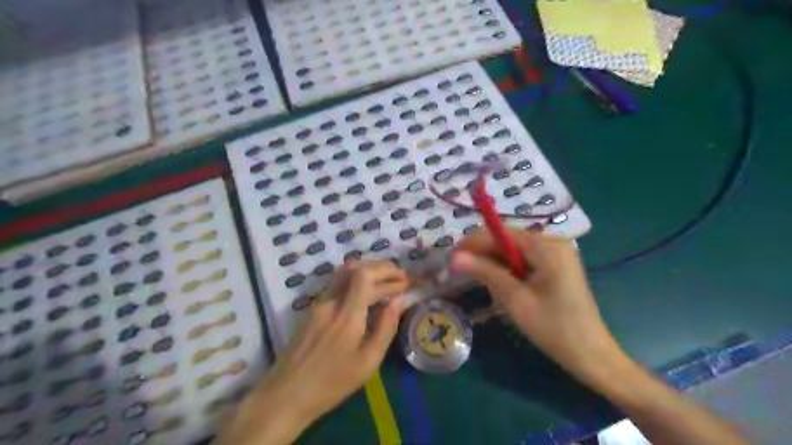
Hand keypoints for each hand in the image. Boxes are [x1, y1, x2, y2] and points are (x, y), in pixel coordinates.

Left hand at [213, 261, 407, 443]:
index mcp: (347, 315)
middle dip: (381, 268)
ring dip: (368, 271)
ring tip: (386, 282)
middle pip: (355, 267)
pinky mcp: (313, 308)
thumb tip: (398, 301)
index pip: (364, 274)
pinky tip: (366, 293)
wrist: (286, 394)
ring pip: (344, 272)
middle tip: (399, 279)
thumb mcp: (368, 362)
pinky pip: (337, 283)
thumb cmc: (332, 383)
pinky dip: (356, 280)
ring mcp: (318, 303)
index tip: (403, 280)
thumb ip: (386, 327)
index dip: (386, 271)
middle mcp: (331, 301)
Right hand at [452, 229, 631, 388]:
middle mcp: (553, 242)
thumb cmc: (553, 328)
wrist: (591, 355)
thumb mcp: (515, 299)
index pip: (501, 232)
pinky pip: (525, 259)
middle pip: (508, 239)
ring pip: (514, 250)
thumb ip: (485, 272)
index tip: (452, 258)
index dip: (474, 242)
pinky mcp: (556, 265)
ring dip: (495, 262)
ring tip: (479, 281)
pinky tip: (501, 284)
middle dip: (484, 253)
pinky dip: (509, 269)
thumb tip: (455, 256)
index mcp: (547, 246)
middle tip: (461, 272)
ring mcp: (557, 253)